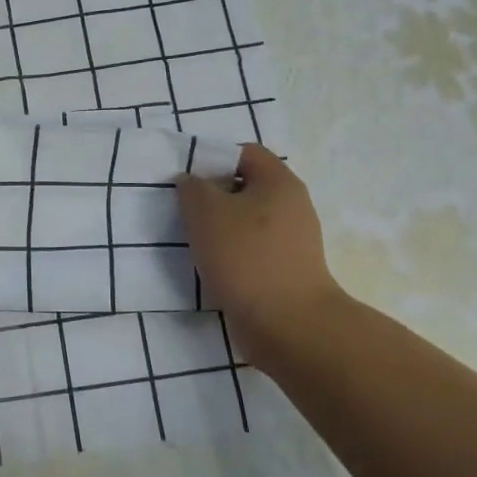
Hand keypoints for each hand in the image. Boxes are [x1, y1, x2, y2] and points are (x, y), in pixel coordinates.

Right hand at [176, 144, 347, 365]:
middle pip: (245, 187)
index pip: (243, 152)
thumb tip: (192, 183)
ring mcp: (293, 240)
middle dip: (212, 196)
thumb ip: (192, 188)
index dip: (211, 159)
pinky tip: (212, 266)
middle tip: (183, 210)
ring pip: (247, 220)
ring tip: (192, 240)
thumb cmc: (246, 257)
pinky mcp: (287, 270)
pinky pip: (252, 249)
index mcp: (279, 182)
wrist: (288, 324)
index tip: (185, 180)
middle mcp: (292, 205)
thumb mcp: (206, 212)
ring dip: (219, 227)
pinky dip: (231, 253)